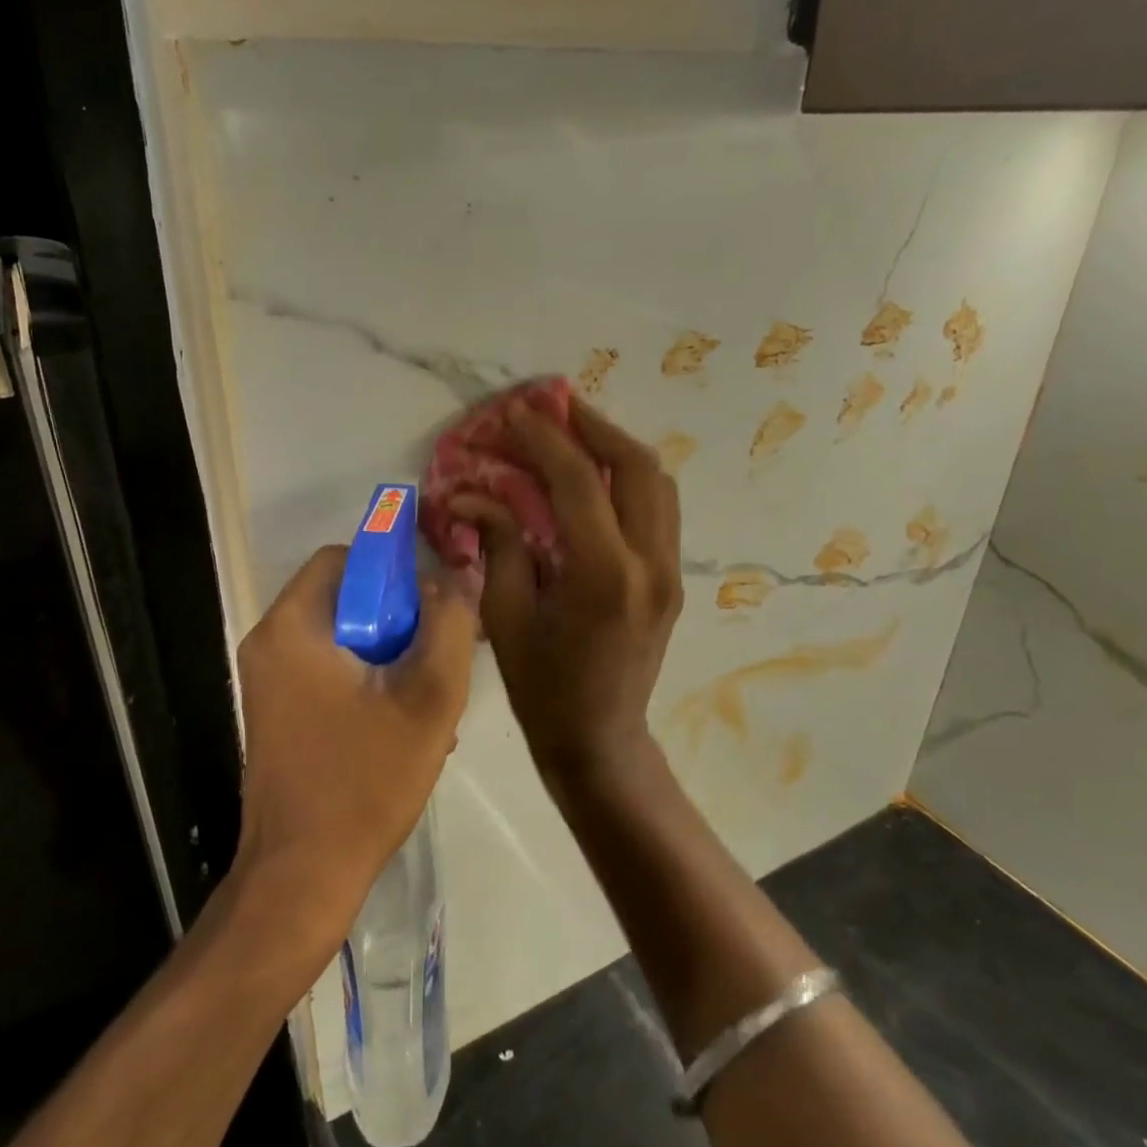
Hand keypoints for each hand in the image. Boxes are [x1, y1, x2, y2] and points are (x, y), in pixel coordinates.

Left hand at [234, 545, 477, 946]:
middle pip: (344, 596)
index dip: (394, 569)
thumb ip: (449, 626)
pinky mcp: (277, 710)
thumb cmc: (364, 783)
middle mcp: (269, 643)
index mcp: (292, 628)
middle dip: (399, 618)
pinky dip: (367, 678)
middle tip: (438, 654)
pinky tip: (403, 722)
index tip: (433, 605)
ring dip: (389, 653)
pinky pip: (329, 669)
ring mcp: (268, 680)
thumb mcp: (428, 699)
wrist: (302, 878)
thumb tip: (456, 578)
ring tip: (427, 695)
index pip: (345, 558)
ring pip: (342, 636)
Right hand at [450, 399, 682, 787]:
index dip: (544, 440)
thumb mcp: (507, 616)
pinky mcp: (672, 577)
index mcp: (604, 576)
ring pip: (658, 483)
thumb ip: (500, 544)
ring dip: (617, 447)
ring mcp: (670, 570)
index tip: (515, 414)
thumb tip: (473, 494)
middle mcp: (650, 564)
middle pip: (637, 467)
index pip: (579, 484)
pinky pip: (659, 508)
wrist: (599, 738)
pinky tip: (597, 474)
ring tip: (577, 431)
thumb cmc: (542, 686)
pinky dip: (630, 478)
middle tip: (556, 408)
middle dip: (595, 427)